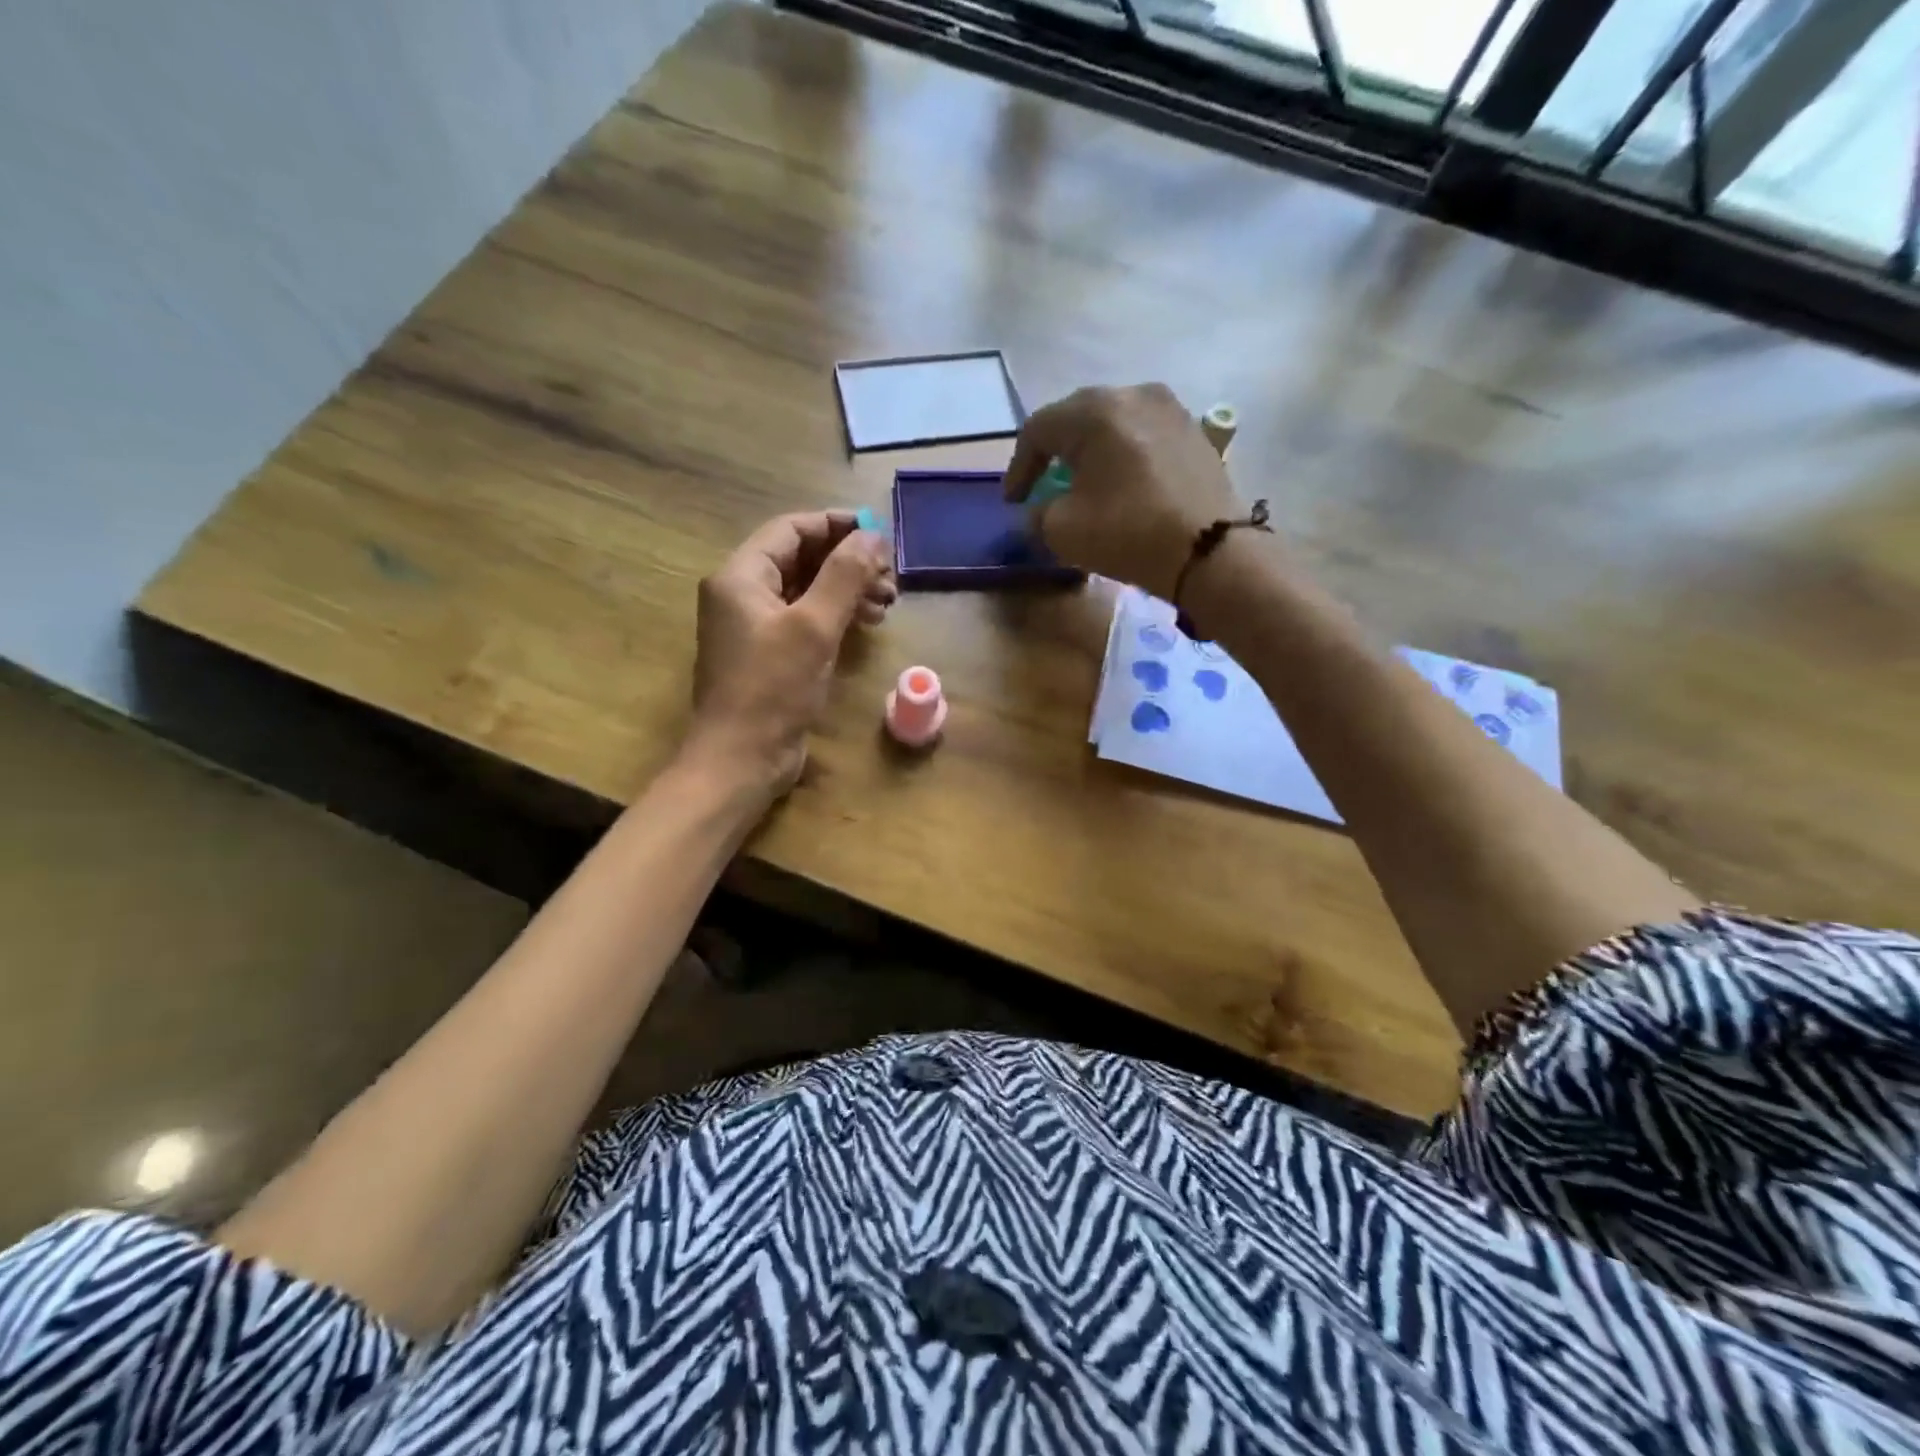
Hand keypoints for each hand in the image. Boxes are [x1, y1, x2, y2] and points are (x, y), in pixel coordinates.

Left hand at [687, 511, 894, 798]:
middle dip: (848, 563)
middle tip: (890, 577)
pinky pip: (805, 620)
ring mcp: (754, 627)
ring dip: (847, 591)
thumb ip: (844, 576)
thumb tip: (872, 536)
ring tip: (886, 603)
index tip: (879, 533)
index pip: (791, 530)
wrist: (741, 759)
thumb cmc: (772, 689)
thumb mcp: (813, 627)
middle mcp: (742, 595)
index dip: (836, 525)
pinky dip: (835, 617)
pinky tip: (865, 625)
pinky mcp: (769, 655)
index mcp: (741, 577)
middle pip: (801, 559)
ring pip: (806, 591)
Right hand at [1003, 383, 1240, 599]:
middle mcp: (1132, 394)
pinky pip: (1143, 437)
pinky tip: (1121, 484)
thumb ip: (1038, 515)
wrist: (1211, 550)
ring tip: (1083, 483)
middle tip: (1041, 486)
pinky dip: (1123, 457)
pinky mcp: (1194, 432)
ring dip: (1091, 453)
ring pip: (1113, 425)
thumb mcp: (1062, 531)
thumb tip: (1040, 511)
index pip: (1038, 430)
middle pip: (1076, 418)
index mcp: (1094, 411)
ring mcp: (1170, 409)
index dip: (1018, 467)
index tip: (1012, 502)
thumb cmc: (1128, 533)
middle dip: (1054, 454)